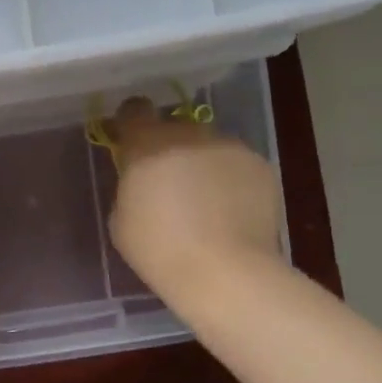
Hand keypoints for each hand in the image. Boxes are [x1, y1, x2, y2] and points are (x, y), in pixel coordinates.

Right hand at [107, 97, 280, 304]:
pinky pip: (236, 164)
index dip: (131, 124)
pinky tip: (230, 212)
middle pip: (174, 129)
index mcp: (147, 145)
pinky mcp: (260, 165)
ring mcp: (229, 147)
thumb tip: (143, 181)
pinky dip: (230, 180)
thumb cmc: (159, 250)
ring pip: (208, 147)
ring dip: (202, 164)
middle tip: (170, 185)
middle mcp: (189, 135)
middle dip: (169, 150)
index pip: (134, 110)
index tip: (131, 143)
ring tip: (206, 203)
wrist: (224, 272)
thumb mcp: (121, 219)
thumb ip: (130, 187)